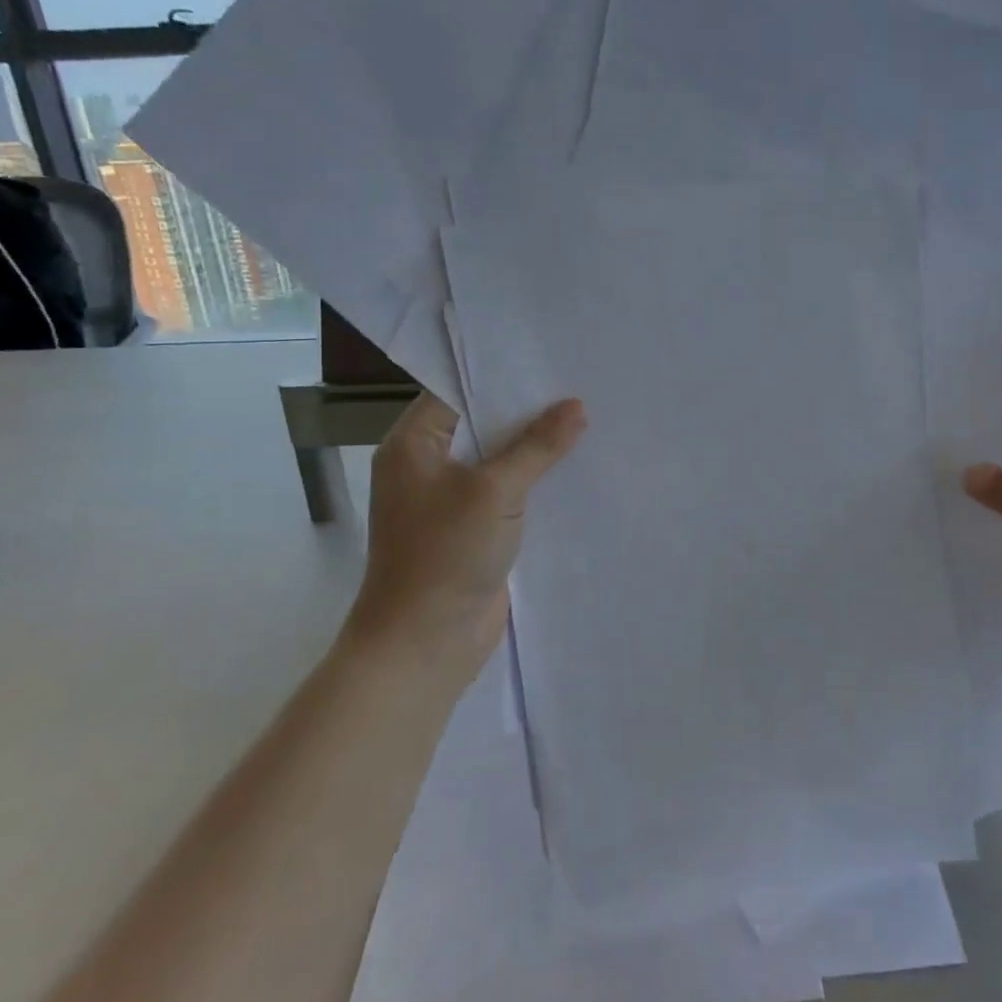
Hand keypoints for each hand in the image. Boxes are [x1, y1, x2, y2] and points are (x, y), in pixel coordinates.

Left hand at [342, 391, 585, 682]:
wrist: (425, 643)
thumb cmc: (445, 555)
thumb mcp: (494, 491)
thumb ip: (537, 446)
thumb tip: (576, 405)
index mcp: (414, 444)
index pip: (456, 390)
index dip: (501, 374)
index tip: (547, 357)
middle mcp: (429, 464)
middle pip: (482, 423)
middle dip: (527, 409)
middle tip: (578, 383)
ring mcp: (452, 498)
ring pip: (499, 459)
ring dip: (536, 447)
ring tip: (587, 417)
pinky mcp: (475, 527)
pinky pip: (509, 491)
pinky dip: (537, 480)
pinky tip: (576, 466)